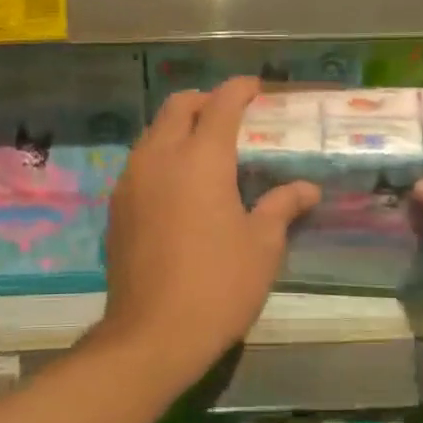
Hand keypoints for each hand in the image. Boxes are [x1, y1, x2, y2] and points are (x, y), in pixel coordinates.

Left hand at [102, 77, 319, 373]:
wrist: (153, 333)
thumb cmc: (218, 285)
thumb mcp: (262, 247)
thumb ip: (281, 206)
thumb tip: (306, 188)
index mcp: (201, 159)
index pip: (221, 104)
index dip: (240, 90)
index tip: (256, 88)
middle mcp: (160, 157)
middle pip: (178, 107)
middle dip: (205, 101)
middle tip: (230, 116)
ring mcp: (131, 180)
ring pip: (153, 132)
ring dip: (179, 127)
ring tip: (204, 149)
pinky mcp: (116, 206)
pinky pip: (139, 162)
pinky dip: (161, 155)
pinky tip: (178, 185)